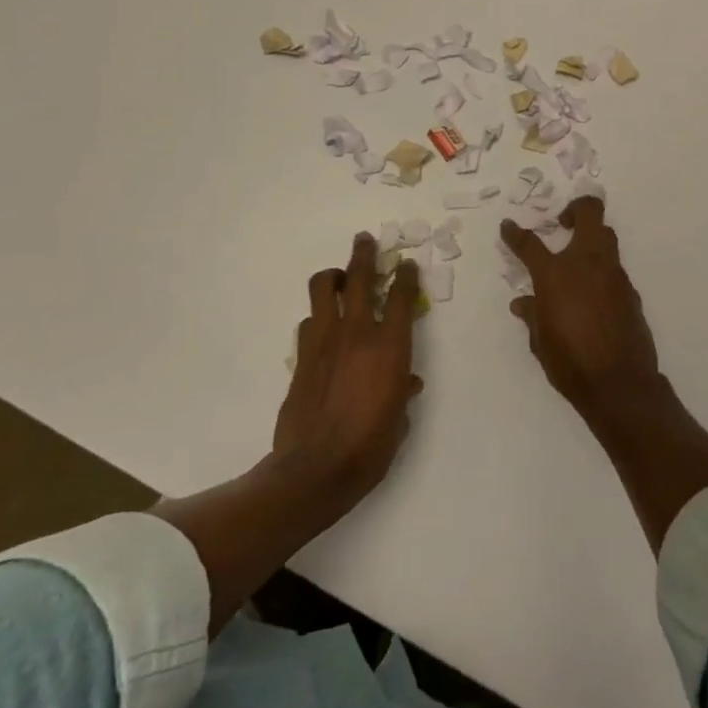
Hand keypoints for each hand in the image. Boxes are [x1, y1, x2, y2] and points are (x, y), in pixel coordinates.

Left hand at [273, 233, 422, 512]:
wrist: (316, 468)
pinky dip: (317, 317)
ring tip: (338, 277)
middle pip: (360, 277)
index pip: (402, 296)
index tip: (407, 264)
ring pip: (324, 288)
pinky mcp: (301, 356)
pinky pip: (309, 322)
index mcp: (390, 347)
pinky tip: (321, 328)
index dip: (406, 275)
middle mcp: (357, 333)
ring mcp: (324, 341)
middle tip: (365, 239)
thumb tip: (406, 383)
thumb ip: (402, 392)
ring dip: (333, 277)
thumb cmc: (370, 447)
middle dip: (363, 254)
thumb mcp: (399, 420)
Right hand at [500, 196, 660, 422]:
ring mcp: (613, 275)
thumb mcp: (540, 341)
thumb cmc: (570, 363)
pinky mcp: (631, 291)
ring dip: (592, 238)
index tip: (509, 226)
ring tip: (578, 258)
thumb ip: (532, 315)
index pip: (530, 244)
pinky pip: (614, 269)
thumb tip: (522, 303)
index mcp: (555, 275)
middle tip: (563, 222)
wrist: (620, 384)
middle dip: (577, 209)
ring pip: (606, 237)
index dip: (515, 234)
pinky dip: (602, 271)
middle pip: (589, 214)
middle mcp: (586, 264)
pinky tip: (594, 294)